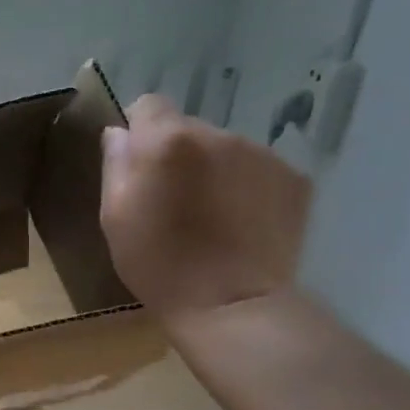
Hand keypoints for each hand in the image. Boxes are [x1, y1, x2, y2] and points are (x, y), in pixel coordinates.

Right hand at [99, 95, 311, 329]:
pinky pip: (258, 170)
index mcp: (168, 141)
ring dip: (214, 171)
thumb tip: (119, 134)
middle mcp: (218, 134)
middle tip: (174, 201)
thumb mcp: (115, 218)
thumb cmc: (158, 264)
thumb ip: (116, 166)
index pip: (149, 105)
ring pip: (226, 149)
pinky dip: (247, 189)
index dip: (140, 131)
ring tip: (211, 218)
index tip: (138, 166)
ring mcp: (262, 154)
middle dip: (179, 155)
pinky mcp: (294, 178)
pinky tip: (240, 225)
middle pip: (189, 128)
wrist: (231, 304)